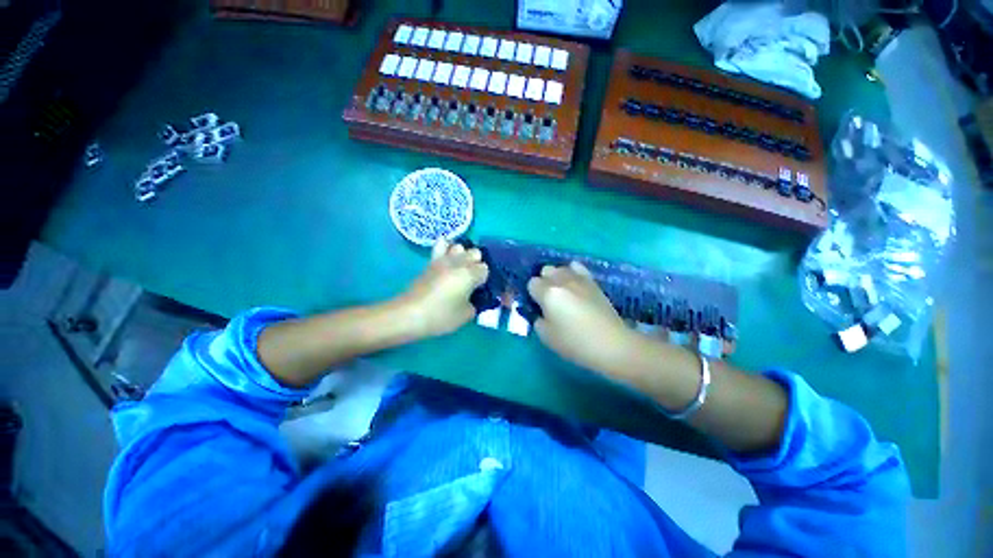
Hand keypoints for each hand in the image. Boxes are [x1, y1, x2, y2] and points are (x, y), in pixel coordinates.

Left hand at [399, 239, 488, 337]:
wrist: (410, 314)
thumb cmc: (441, 316)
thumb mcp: (466, 315)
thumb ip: (476, 304)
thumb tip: (475, 298)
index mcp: (470, 274)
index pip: (485, 269)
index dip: (484, 279)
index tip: (479, 290)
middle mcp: (459, 262)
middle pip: (475, 253)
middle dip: (476, 264)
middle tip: (472, 281)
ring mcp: (444, 259)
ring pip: (460, 246)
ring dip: (463, 255)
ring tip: (460, 270)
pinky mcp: (431, 261)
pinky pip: (442, 244)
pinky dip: (447, 247)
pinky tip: (448, 258)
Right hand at [527, 262, 636, 375]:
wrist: (611, 344)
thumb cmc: (575, 342)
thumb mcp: (546, 336)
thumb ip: (537, 320)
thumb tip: (541, 312)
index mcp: (548, 293)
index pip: (532, 283)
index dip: (533, 294)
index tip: (538, 305)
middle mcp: (562, 280)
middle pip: (546, 270)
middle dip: (544, 282)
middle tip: (549, 299)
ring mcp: (579, 279)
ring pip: (561, 267)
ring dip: (558, 277)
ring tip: (563, 292)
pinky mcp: (593, 281)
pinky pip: (577, 267)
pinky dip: (572, 273)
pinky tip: (575, 284)